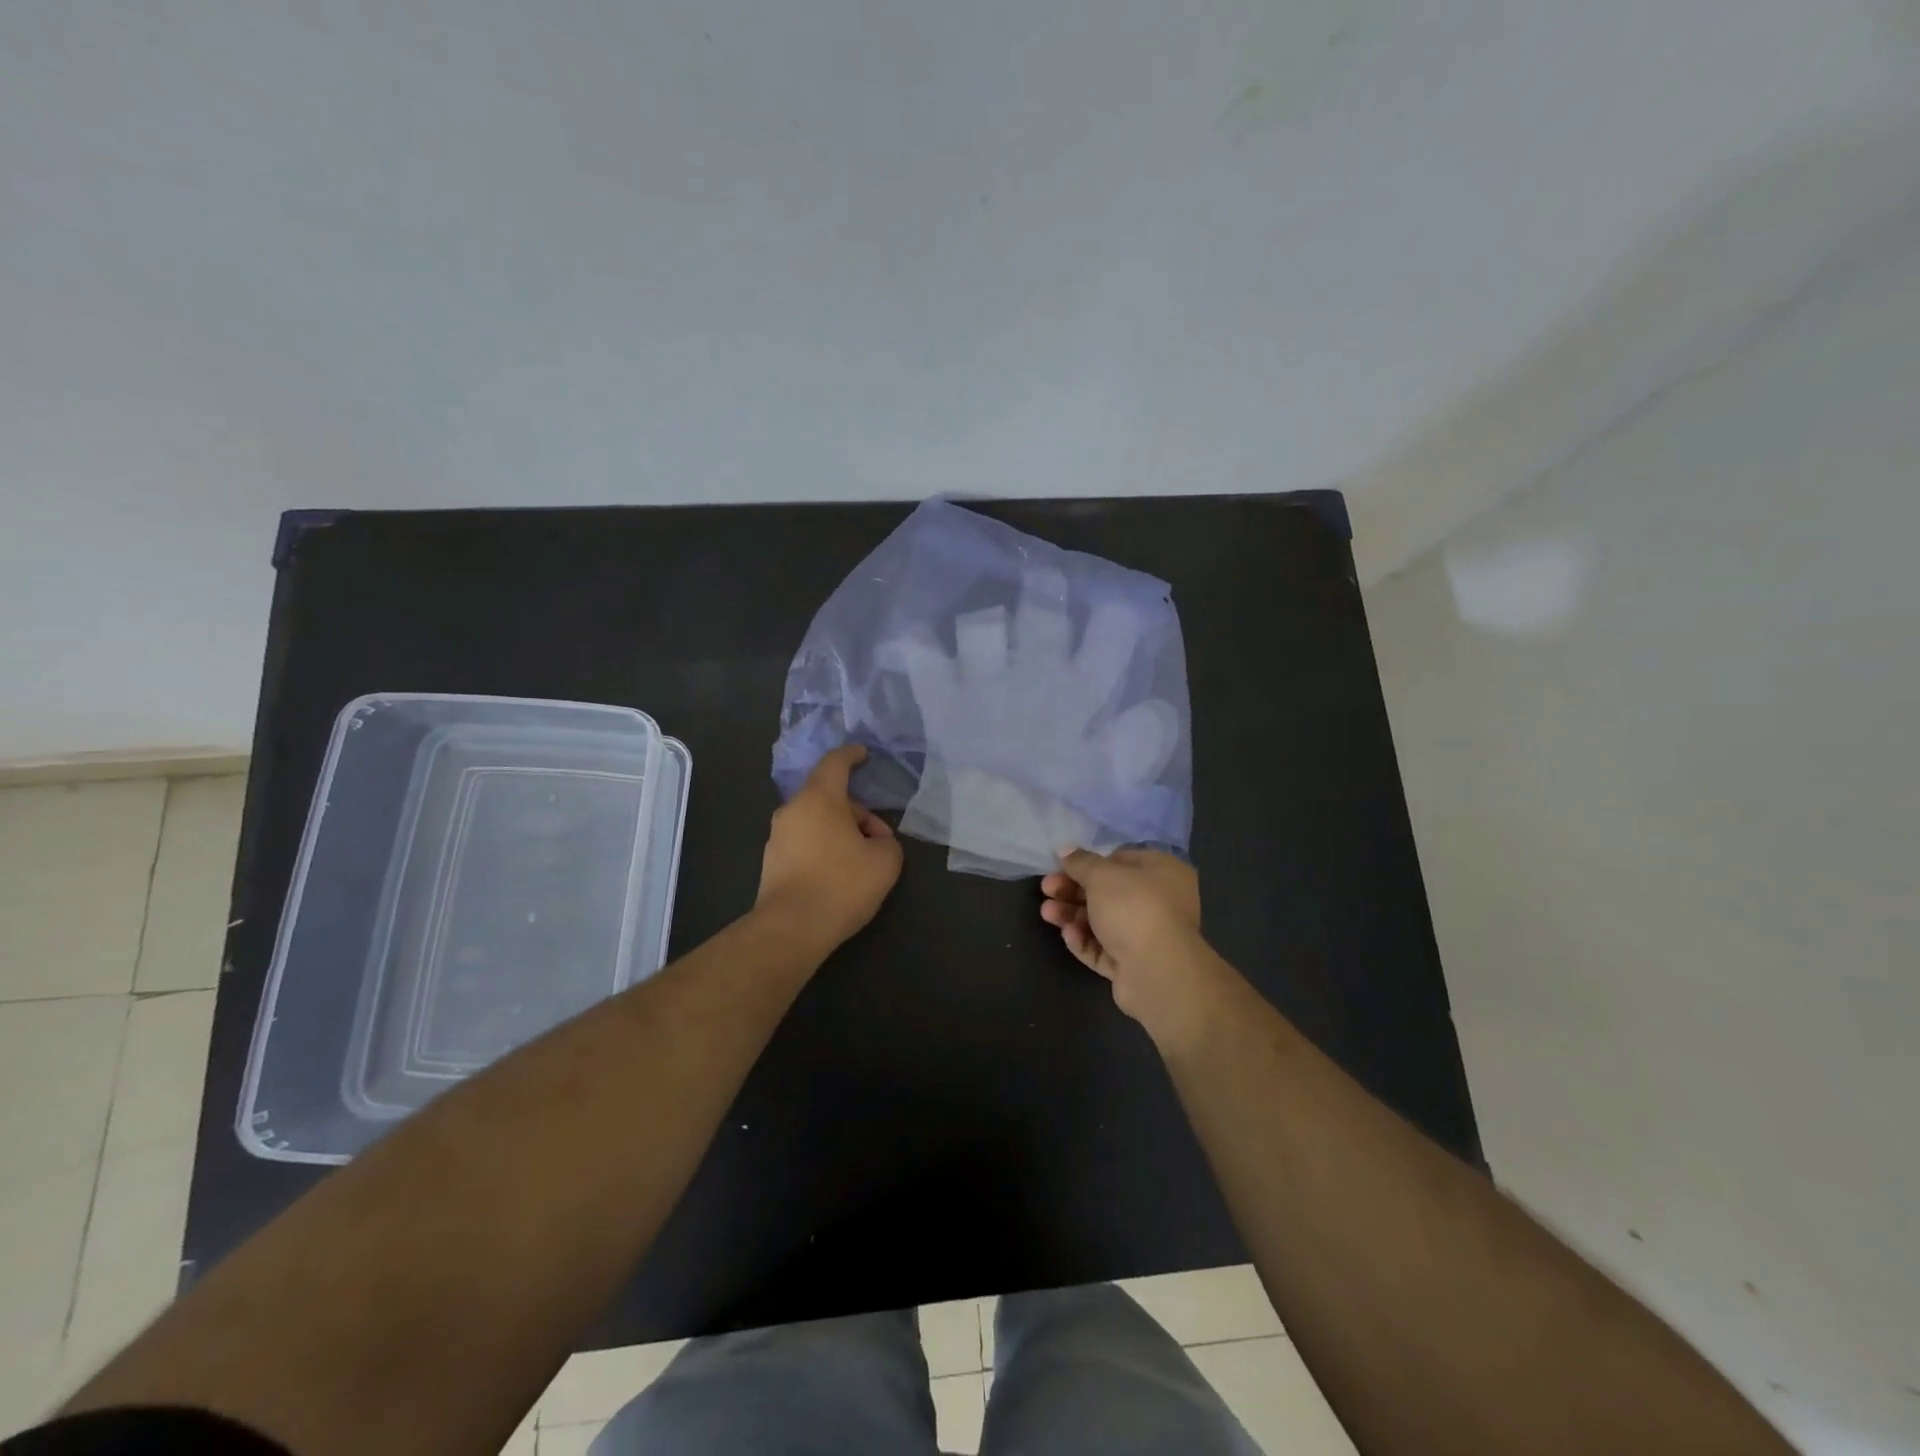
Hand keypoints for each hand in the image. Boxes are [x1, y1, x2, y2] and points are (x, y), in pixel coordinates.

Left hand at [756, 744, 903, 952]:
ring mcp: (778, 837)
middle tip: (881, 840)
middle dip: (858, 813)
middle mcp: (793, 810)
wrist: (790, 929)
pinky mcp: (772, 862)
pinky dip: (824, 848)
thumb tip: (875, 843)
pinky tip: (839, 876)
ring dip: (842, 832)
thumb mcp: (885, 861)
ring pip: (817, 821)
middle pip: (829, 797)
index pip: (835, 763)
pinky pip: (805, 841)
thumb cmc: (841, 885)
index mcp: (819, 799)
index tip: (864, 754)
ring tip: (863, 862)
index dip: (852, 755)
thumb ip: (887, 842)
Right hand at [1040, 848, 1223, 1043]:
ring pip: (1103, 921)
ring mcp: (1148, 936)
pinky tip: (1069, 936)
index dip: (1090, 863)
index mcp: (1163, 872)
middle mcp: (1160, 902)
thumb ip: (1080, 862)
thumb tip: (1065, 849)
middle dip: (1073, 891)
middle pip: (1108, 892)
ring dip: (1073, 915)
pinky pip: (1105, 948)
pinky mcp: (1135, 965)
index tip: (1062, 866)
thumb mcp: (1102, 876)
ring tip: (1047, 913)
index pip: (1122, 860)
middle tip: (1047, 889)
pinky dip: (1085, 941)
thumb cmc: (1134, 908)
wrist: (1158, 973)